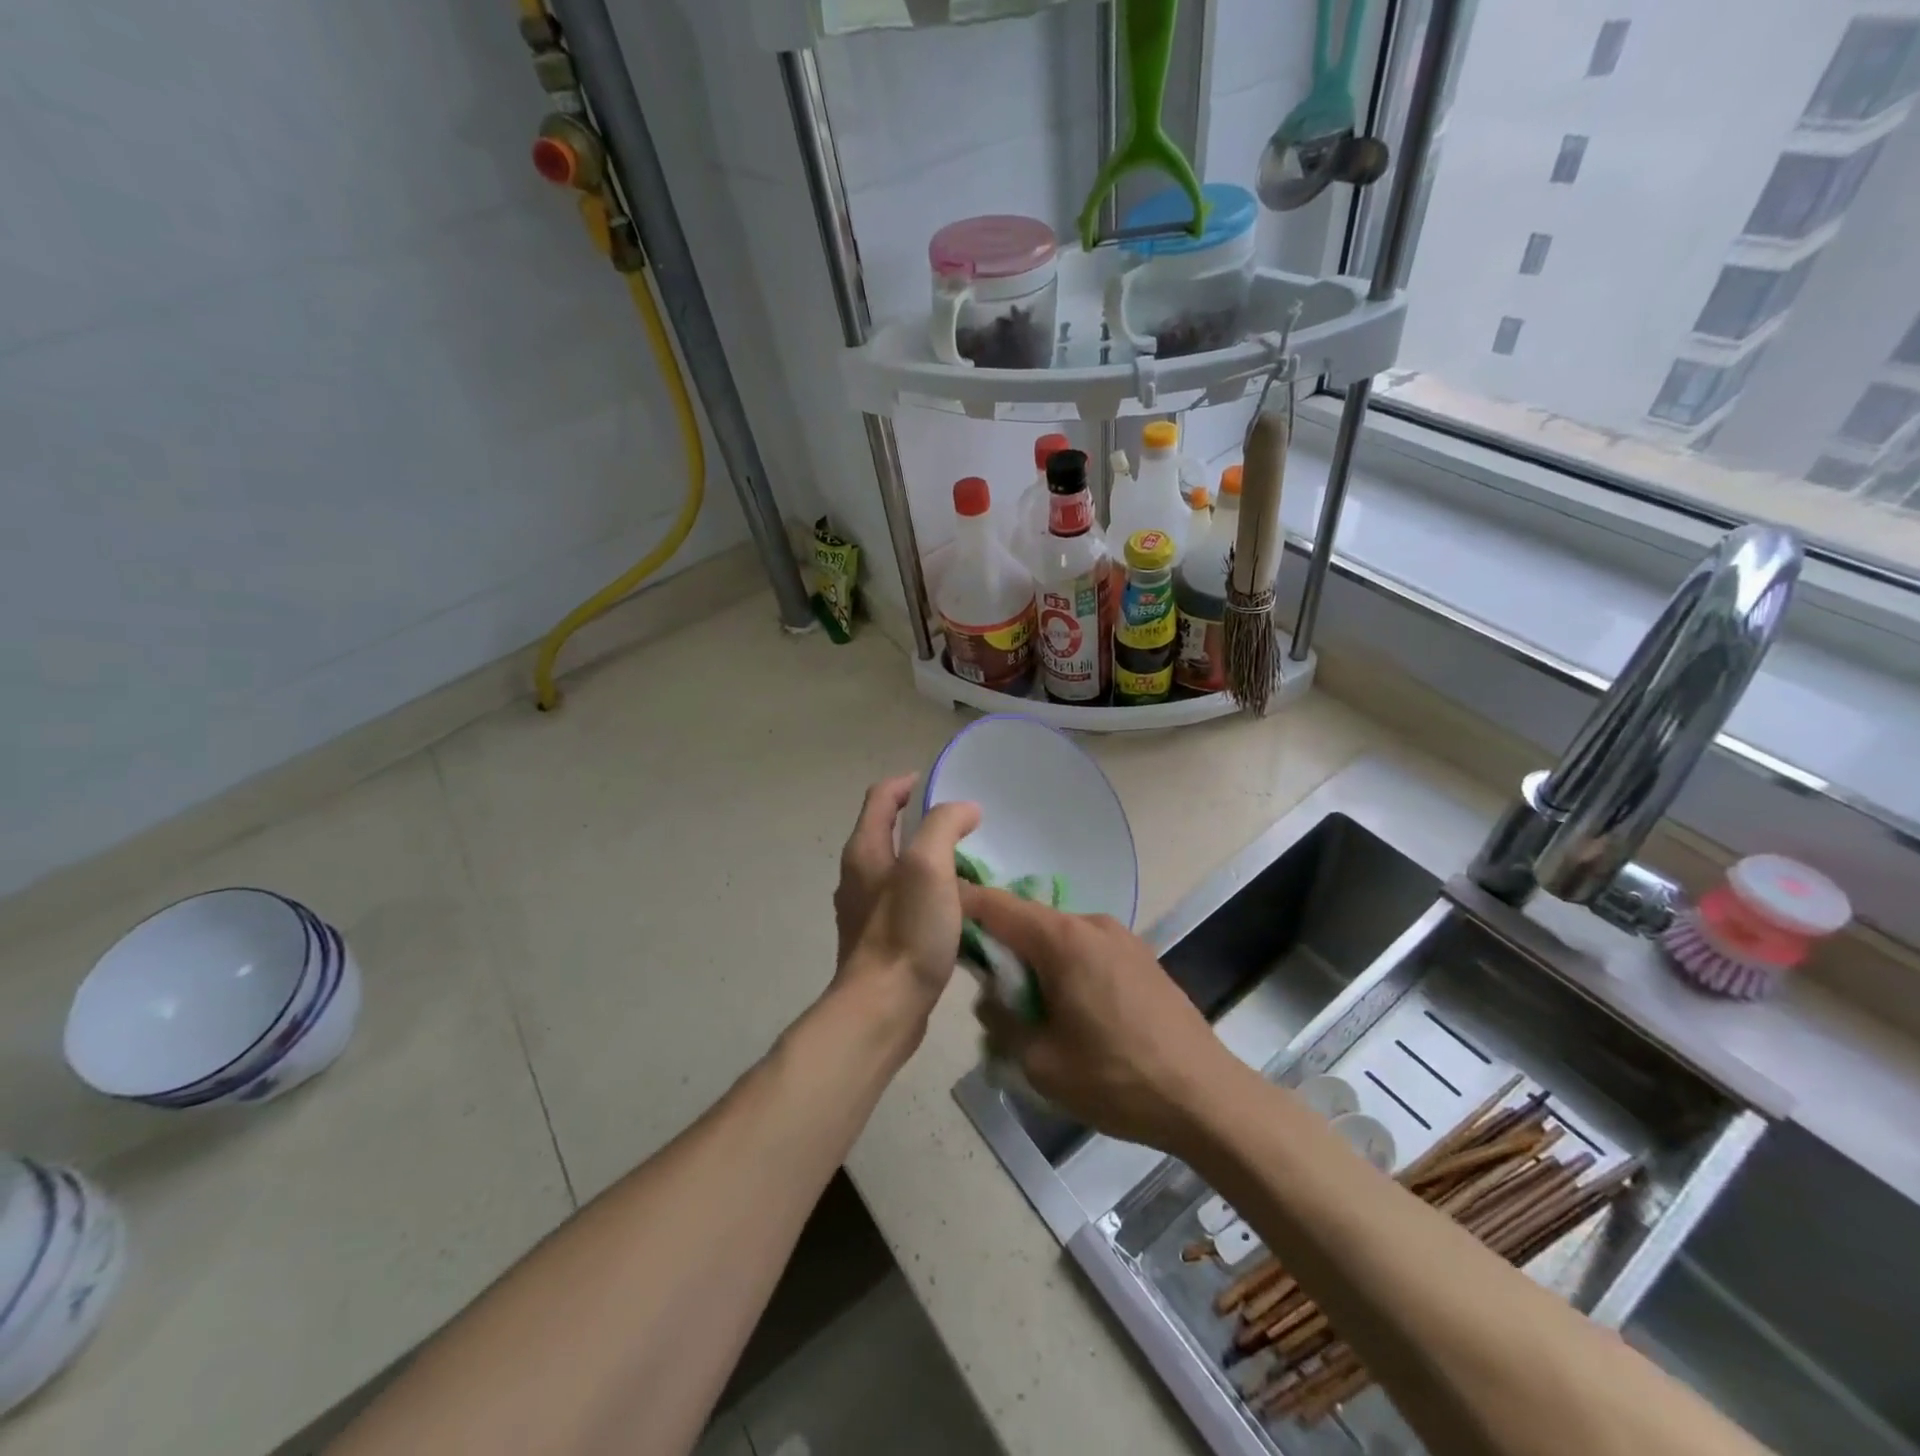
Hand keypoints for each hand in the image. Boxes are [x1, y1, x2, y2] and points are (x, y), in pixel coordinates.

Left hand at [831, 788, 980, 1045]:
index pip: (881, 797)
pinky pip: (907, 903)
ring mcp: (867, 911)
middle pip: (889, 832)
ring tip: (969, 867)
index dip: (908, 783)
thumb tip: (964, 809)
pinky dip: (931, 895)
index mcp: (865, 850)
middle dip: (924, 823)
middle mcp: (859, 875)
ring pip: (900, 870)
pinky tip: (958, 911)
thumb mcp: (928, 866)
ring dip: (931, 861)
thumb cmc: (905, 931)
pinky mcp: (881, 941)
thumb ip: (944, 826)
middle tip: (964, 827)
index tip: (941, 783)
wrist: (883, 1009)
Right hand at [963, 885, 1241, 1153]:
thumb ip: (1001, 1020)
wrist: (1206, 1097)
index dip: (961, 904)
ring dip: (1035, 964)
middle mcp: (1091, 924)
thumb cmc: (1117, 1079)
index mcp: (1063, 939)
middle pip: (1028, 921)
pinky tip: (1072, 1015)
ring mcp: (1122, 938)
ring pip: (1058, 939)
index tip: (933, 917)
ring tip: (1033, 1015)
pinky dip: (1065, 970)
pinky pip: (1086, 952)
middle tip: (987, 993)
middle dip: (1001, 949)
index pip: (996, 905)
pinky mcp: (1141, 958)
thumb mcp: (1040, 1062)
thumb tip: (991, 997)